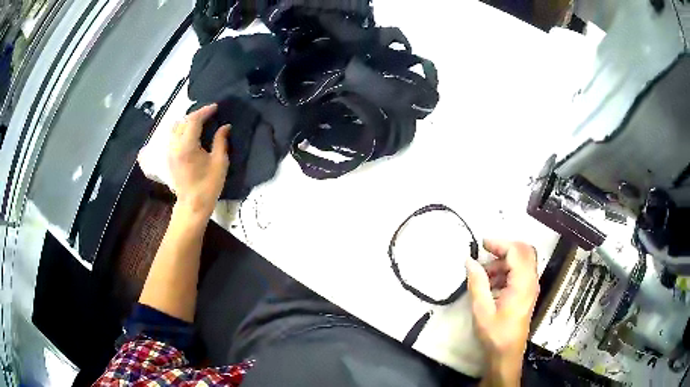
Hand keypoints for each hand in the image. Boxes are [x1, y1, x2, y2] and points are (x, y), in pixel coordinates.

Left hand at [168, 103, 229, 219]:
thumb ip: (221, 141)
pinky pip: (172, 136)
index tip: (216, 107)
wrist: (193, 204)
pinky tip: (190, 133)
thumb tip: (225, 126)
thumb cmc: (208, 185)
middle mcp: (175, 146)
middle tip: (209, 114)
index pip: (194, 120)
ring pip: (175, 127)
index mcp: (187, 146)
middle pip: (183, 121)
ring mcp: (169, 151)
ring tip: (199, 122)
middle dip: (196, 115)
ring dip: (187, 121)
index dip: (205, 111)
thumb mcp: (220, 162)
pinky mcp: (169, 157)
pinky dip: (181, 130)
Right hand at [466, 240, 538, 384]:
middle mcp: (531, 281)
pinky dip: (506, 271)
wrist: (507, 354)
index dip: (500, 243)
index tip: (482, 244)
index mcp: (523, 283)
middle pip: (524, 251)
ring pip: (522, 261)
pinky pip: (520, 273)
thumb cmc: (495, 334)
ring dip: (504, 261)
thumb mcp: (482, 309)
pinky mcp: (527, 293)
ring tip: (483, 274)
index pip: (516, 251)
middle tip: (485, 253)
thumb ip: (477, 283)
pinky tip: (491, 284)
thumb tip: (470, 261)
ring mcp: (531, 287)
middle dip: (504, 248)